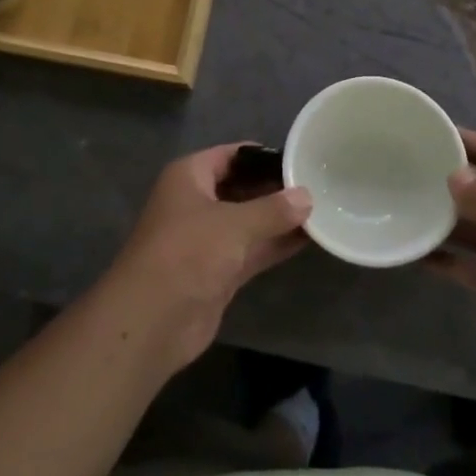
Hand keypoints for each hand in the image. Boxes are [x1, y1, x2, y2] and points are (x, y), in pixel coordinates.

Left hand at [101, 144, 312, 375]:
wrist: (152, 320)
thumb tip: (307, 196)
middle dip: (276, 188)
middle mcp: (197, 202)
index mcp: (189, 177)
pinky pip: (252, 249)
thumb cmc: (188, 252)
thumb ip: (274, 209)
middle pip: (242, 187)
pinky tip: (309, 239)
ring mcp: (207, 239)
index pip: (231, 155)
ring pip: (249, 221)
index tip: (300, 157)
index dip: (263, 156)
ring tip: (323, 208)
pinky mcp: (217, 271)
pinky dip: (276, 244)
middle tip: (318, 184)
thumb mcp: (234, 224)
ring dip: (280, 218)